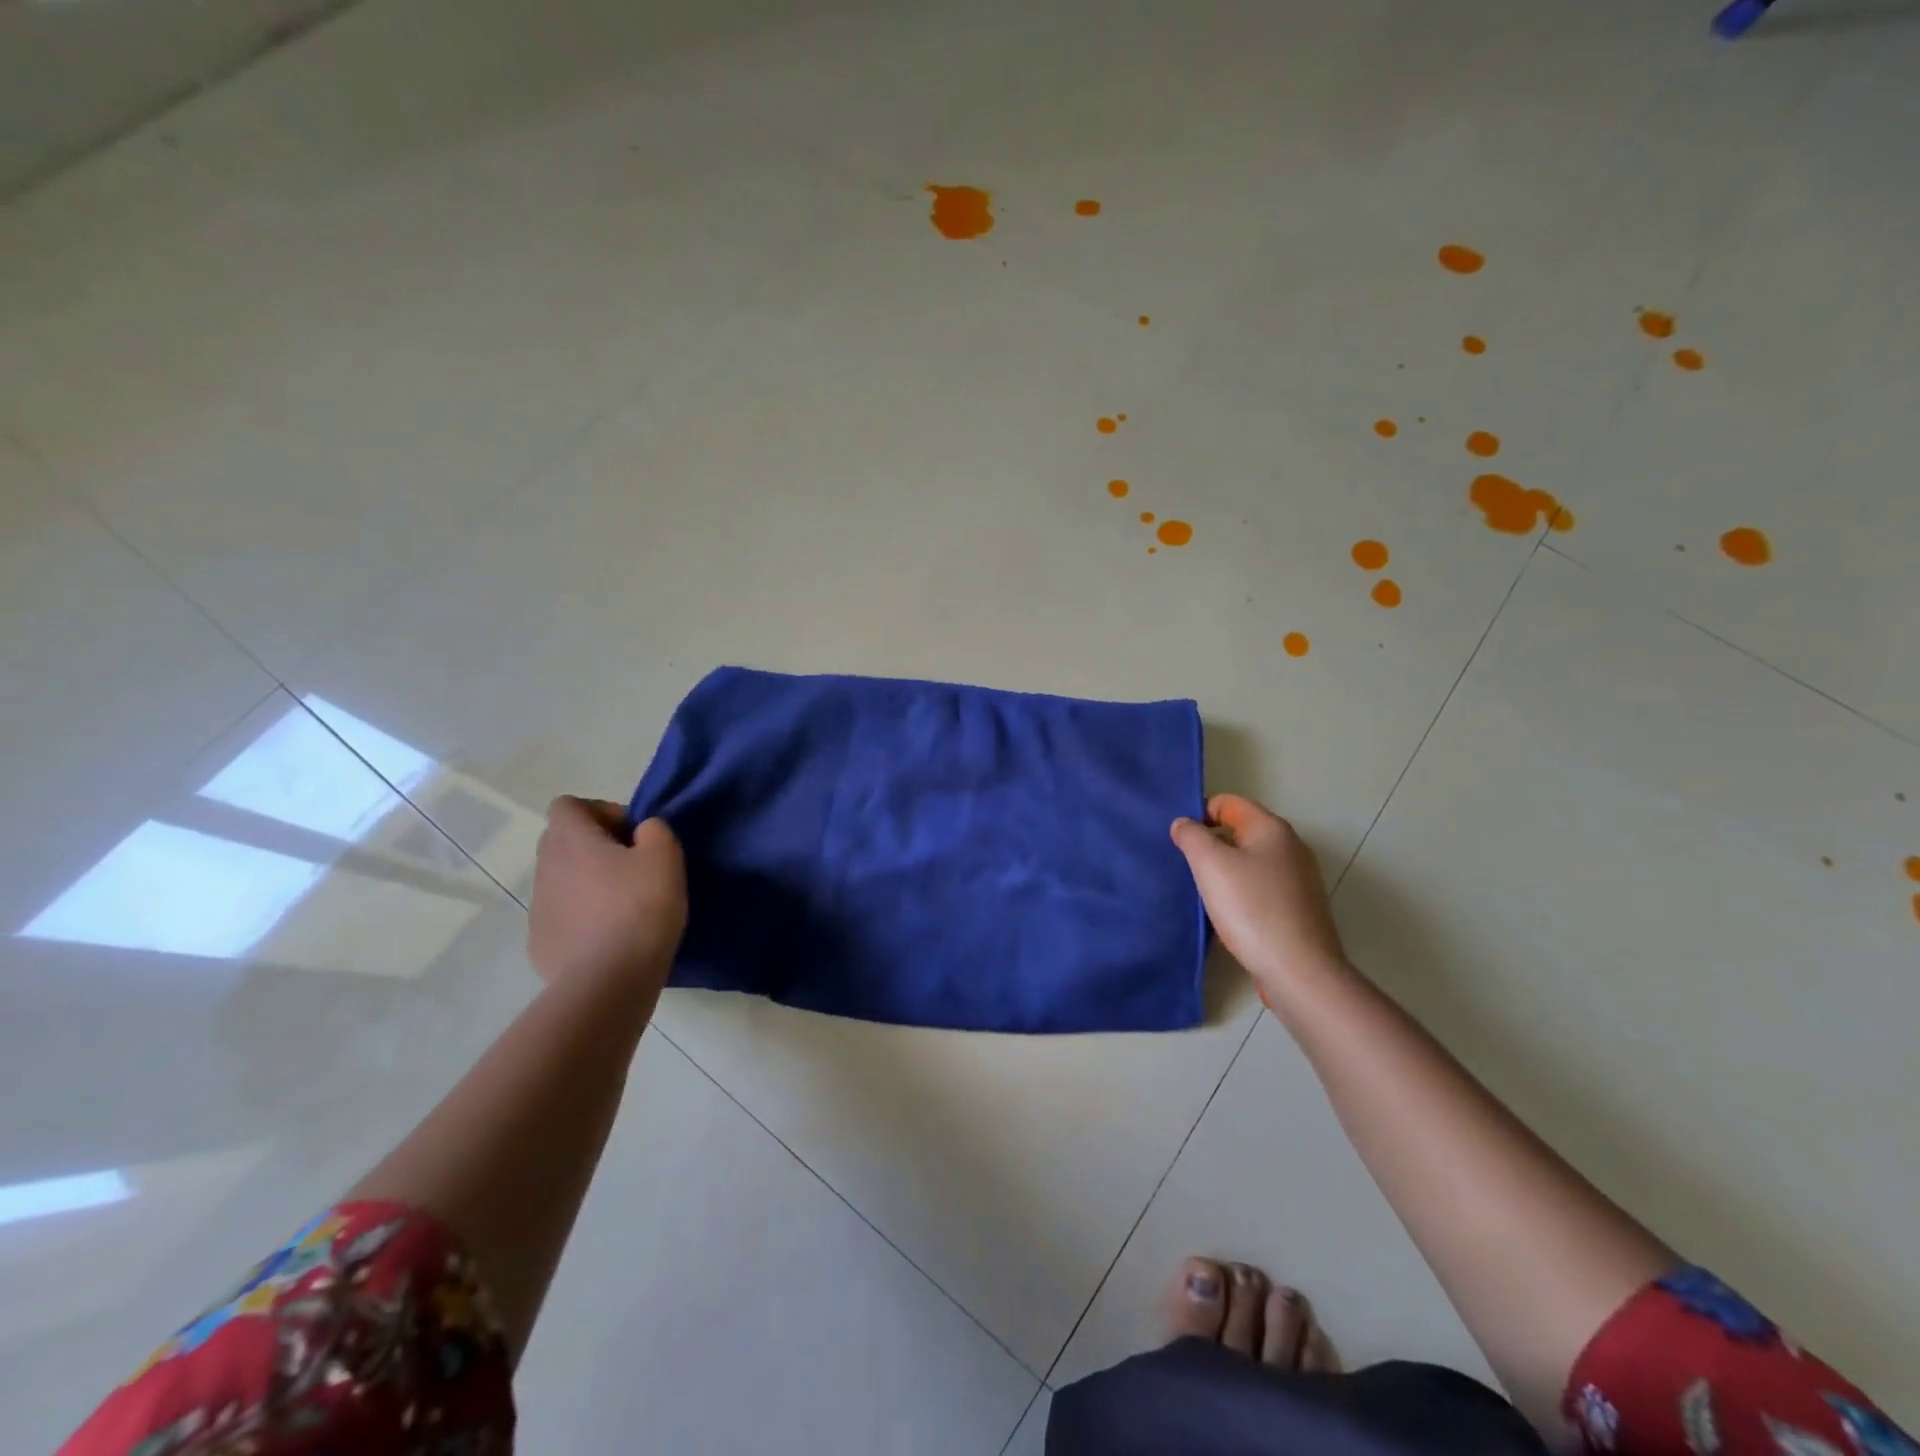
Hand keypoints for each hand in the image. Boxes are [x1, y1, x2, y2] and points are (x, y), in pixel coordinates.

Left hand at [527, 797, 686, 996]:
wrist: (609, 981)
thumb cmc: (640, 907)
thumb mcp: (665, 856)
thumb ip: (654, 830)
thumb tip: (640, 833)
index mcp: (571, 840)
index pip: (568, 805)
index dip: (601, 810)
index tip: (632, 834)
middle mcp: (545, 868)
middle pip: (563, 841)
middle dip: (596, 846)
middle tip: (634, 867)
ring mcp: (538, 909)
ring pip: (563, 881)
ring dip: (590, 883)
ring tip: (626, 906)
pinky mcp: (540, 944)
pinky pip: (563, 917)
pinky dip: (583, 918)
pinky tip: (611, 937)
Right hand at [1170, 794, 1349, 1004]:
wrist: (1299, 971)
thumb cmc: (1252, 909)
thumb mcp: (1210, 864)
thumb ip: (1191, 836)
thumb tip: (1184, 824)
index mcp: (1272, 829)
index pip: (1228, 803)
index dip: (1199, 813)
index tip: (1178, 839)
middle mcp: (1290, 847)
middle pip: (1240, 832)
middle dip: (1210, 844)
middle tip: (1184, 866)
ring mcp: (1298, 880)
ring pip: (1249, 863)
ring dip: (1223, 872)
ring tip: (1200, 892)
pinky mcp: (1298, 909)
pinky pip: (1260, 889)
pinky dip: (1239, 895)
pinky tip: (1225, 915)